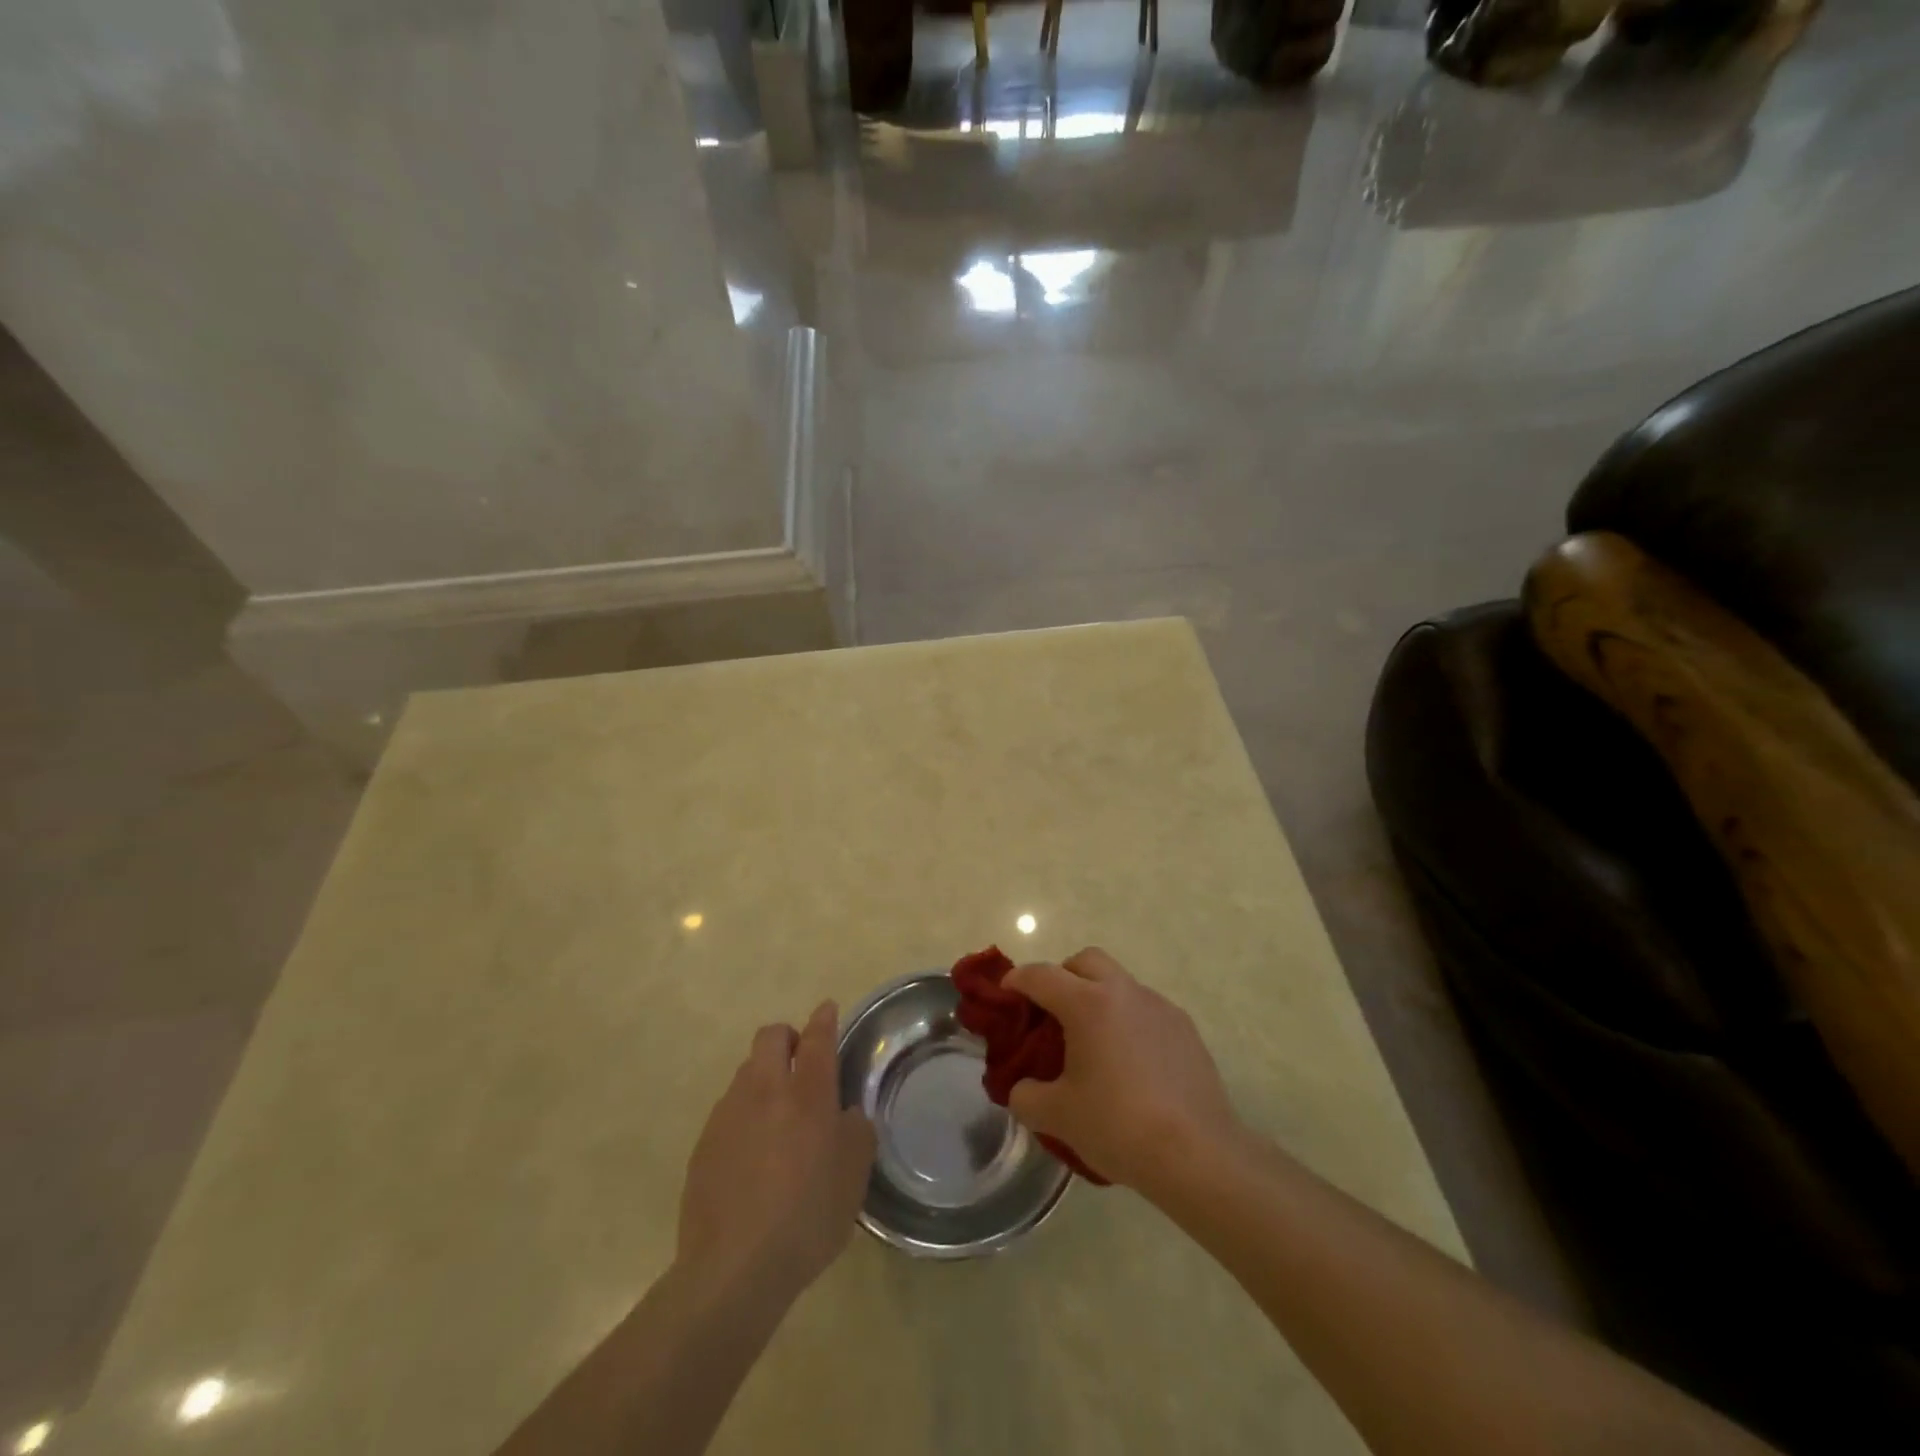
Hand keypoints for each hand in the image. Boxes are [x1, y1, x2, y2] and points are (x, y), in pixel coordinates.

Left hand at [677, 1002, 875, 1303]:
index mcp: (808, 1094)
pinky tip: (752, 1153)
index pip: (817, 1038)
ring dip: (764, 1076)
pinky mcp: (704, 1143)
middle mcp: (765, 1091)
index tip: (827, 1009)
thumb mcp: (854, 1178)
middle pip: (771, 1037)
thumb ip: (856, 1134)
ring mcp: (728, 1114)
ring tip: (777, 1114)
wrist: (733, 1269)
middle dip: (787, 1037)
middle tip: (801, 1061)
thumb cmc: (807, 1218)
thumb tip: (846, 1115)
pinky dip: (745, 1114)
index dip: (824, 1019)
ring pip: (746, 1071)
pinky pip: (728, 1109)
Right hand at [1005, 948, 1240, 1191]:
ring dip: (1098, 998)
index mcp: (1087, 1003)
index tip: (1005, 995)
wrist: (1198, 1154)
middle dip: (1062, 976)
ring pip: (1119, 983)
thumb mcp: (1057, 1116)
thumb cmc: (1118, 1126)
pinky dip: (1128, 1022)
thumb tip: (1022, 1088)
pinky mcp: (1185, 1028)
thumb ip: (1025, 1096)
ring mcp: (1159, 1007)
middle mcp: (1124, 992)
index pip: (1040, 975)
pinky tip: (1130, 1065)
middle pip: (1085, 961)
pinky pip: (1146, 1010)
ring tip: (1093, 1044)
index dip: (1016, 981)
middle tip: (1051, 1014)